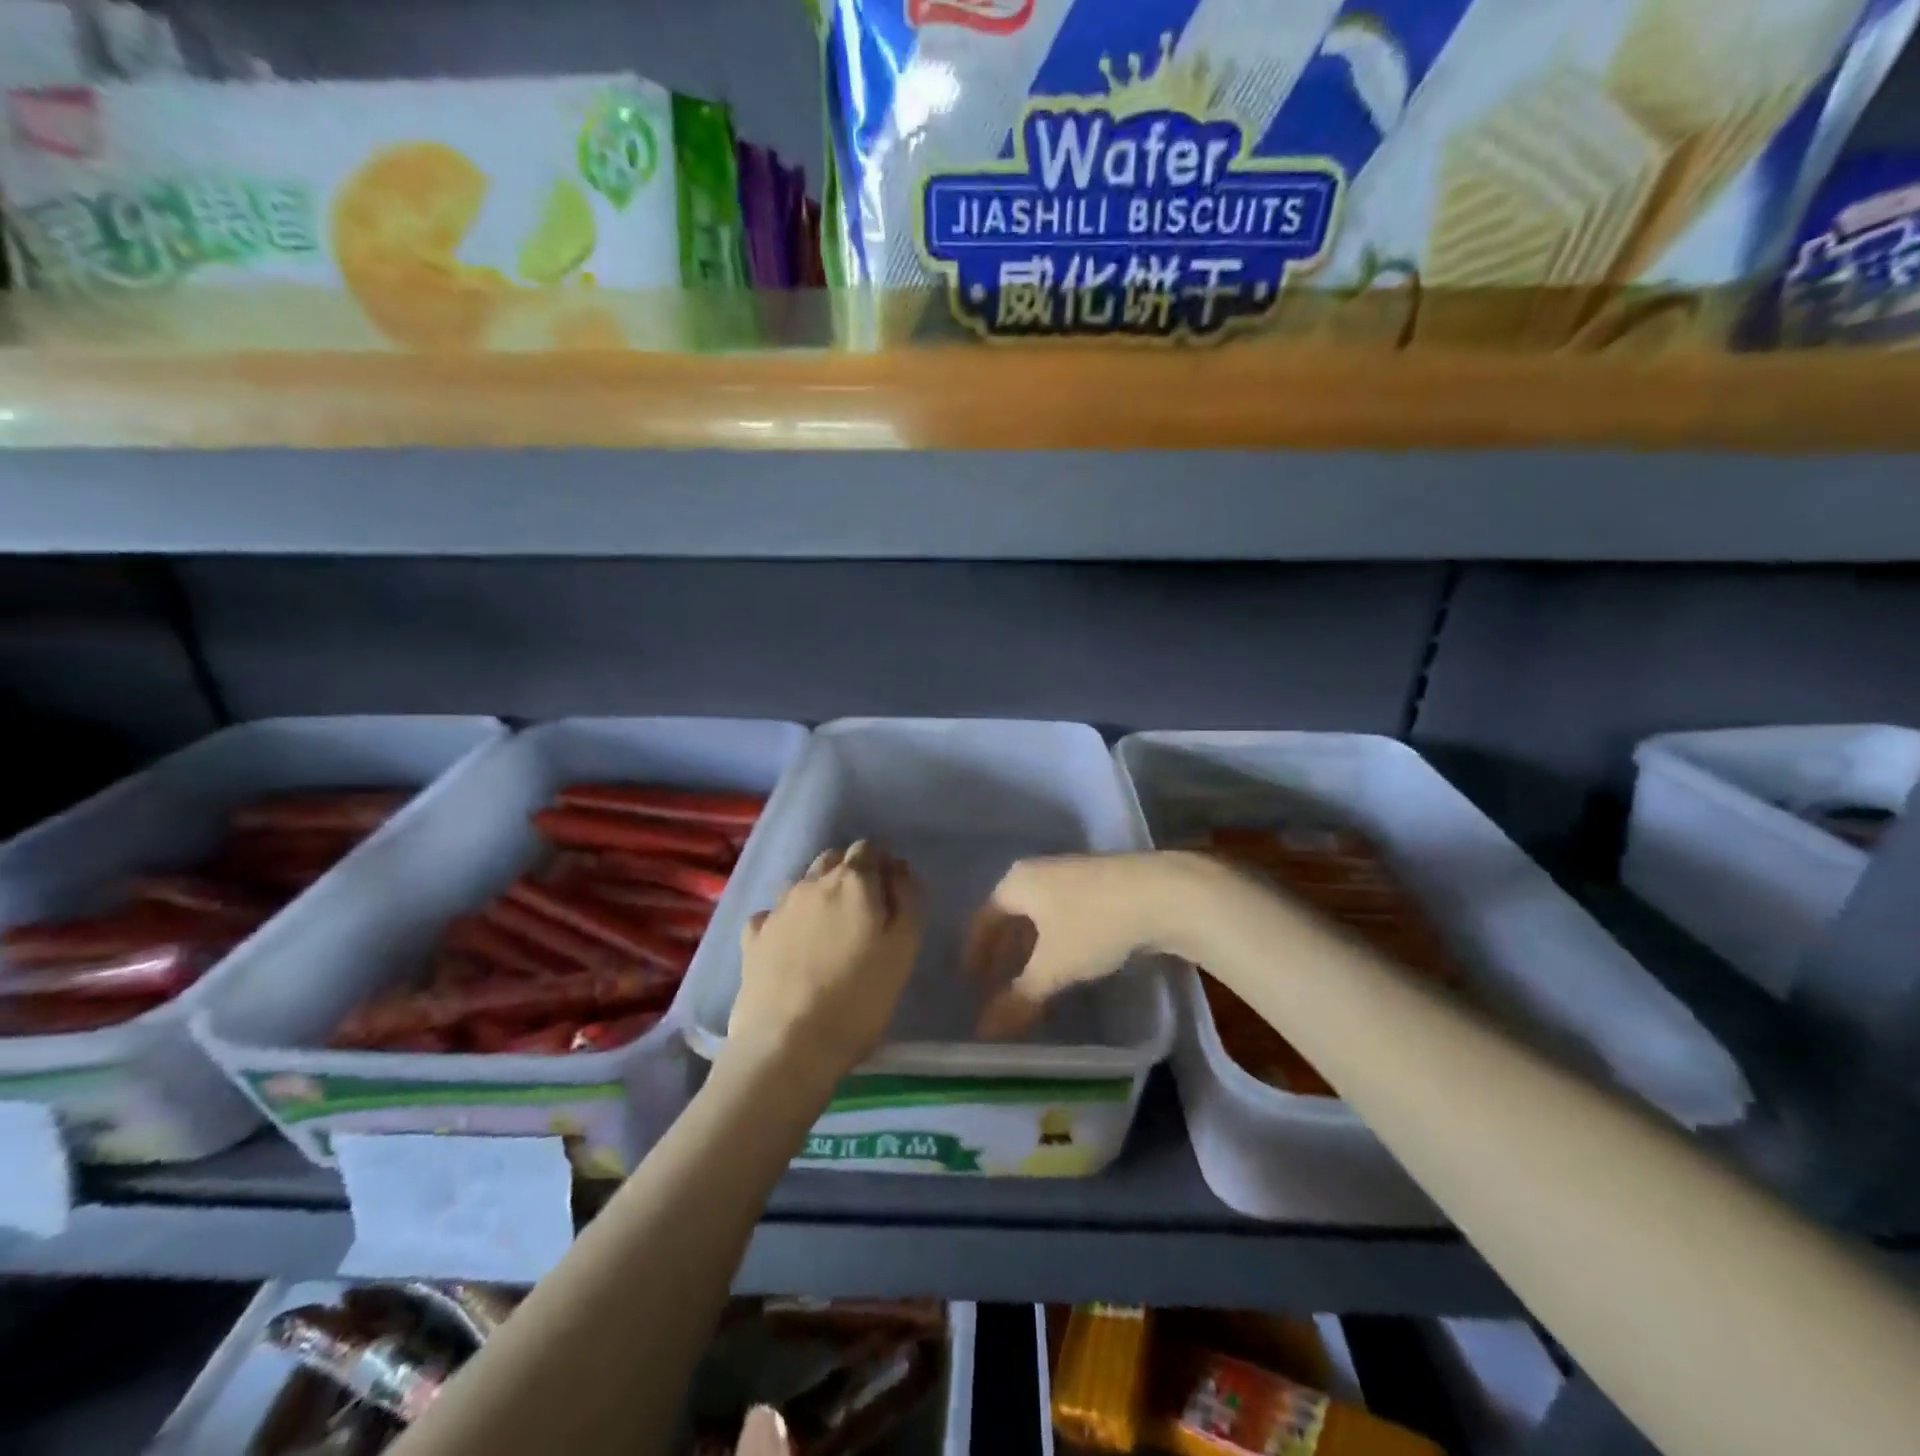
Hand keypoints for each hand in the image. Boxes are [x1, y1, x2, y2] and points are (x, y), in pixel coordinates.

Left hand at [728, 840, 923, 1082]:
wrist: (787, 1046)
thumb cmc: (859, 999)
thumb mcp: (903, 949)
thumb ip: (907, 900)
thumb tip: (899, 869)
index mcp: (853, 881)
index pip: (868, 849)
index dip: (881, 865)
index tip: (891, 893)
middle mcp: (812, 883)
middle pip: (833, 859)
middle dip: (849, 873)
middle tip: (864, 911)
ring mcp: (777, 908)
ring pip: (803, 883)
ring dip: (818, 894)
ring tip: (828, 930)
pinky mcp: (752, 937)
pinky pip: (773, 914)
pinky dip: (786, 920)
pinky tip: (790, 944)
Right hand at [969, 852, 1196, 1038]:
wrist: (1163, 892)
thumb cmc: (1094, 924)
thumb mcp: (1053, 967)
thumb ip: (1018, 999)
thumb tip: (984, 1032)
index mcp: (1017, 882)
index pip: (984, 918)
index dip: (976, 952)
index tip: (972, 982)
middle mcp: (1040, 871)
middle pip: (1012, 914)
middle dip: (1005, 951)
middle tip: (999, 985)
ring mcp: (1073, 874)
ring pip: (1042, 915)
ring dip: (1033, 948)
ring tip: (1034, 980)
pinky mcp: (1103, 884)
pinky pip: (1066, 914)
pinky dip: (1059, 940)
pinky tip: (1071, 963)